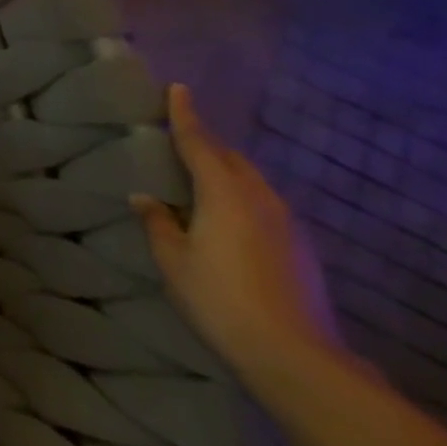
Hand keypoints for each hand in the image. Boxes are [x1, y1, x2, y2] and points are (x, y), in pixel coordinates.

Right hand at [133, 84, 343, 395]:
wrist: (296, 357)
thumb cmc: (220, 299)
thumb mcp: (173, 260)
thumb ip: (158, 223)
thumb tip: (145, 198)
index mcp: (224, 194)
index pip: (200, 143)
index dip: (185, 116)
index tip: (178, 88)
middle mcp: (260, 199)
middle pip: (232, 159)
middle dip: (209, 144)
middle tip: (184, 137)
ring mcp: (288, 225)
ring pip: (253, 182)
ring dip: (228, 172)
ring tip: (204, 176)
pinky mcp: (301, 250)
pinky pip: (266, 206)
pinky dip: (243, 197)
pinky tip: (231, 218)